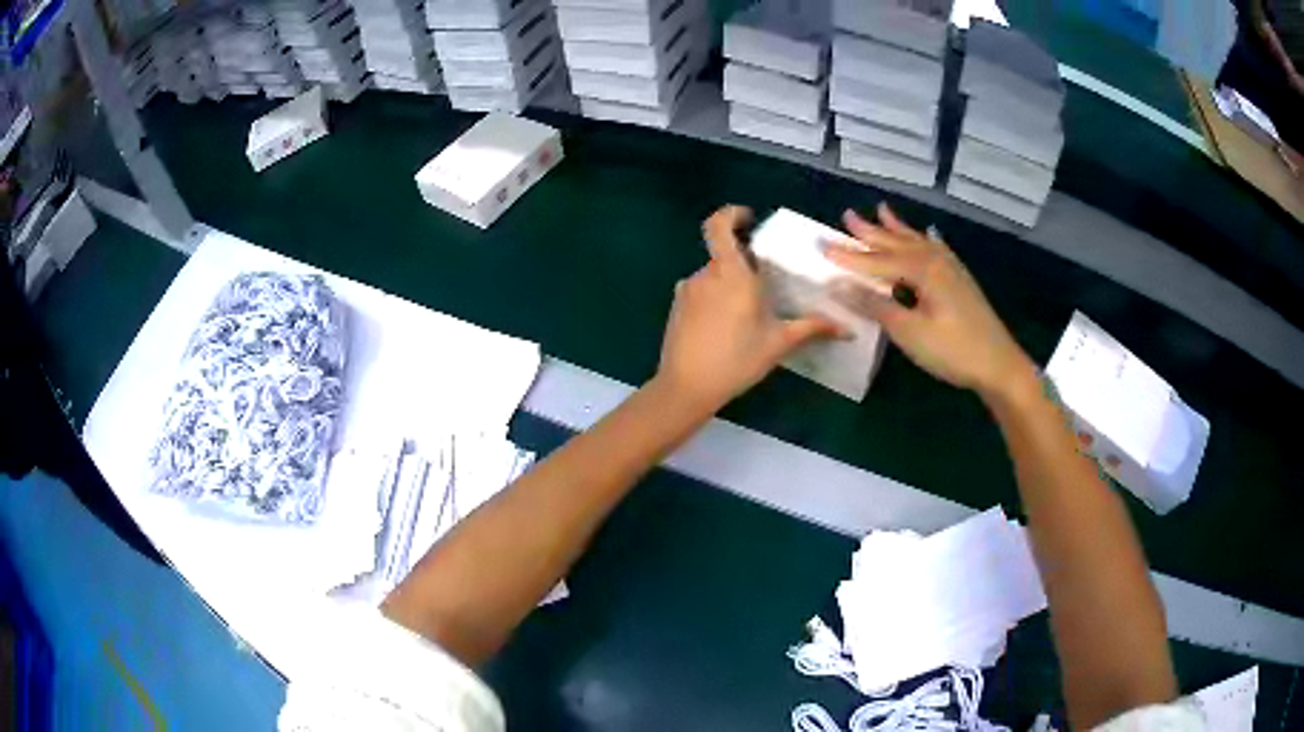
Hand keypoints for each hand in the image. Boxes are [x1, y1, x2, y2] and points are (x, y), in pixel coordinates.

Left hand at [655, 206, 842, 410]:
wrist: (686, 387)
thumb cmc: (737, 359)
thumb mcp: (779, 343)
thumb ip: (812, 329)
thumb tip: (847, 330)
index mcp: (730, 273)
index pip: (718, 225)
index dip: (731, 214)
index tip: (748, 219)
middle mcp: (705, 274)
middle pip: (723, 255)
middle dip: (744, 264)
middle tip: (765, 284)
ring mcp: (687, 290)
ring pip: (713, 276)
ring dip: (730, 285)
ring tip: (748, 313)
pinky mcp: (677, 308)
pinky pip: (700, 292)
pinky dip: (715, 299)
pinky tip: (727, 327)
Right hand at [824, 203, 1034, 399]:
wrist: (1000, 366)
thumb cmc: (953, 351)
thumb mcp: (909, 331)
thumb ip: (874, 305)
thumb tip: (837, 284)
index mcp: (922, 270)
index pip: (876, 260)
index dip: (848, 255)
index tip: (820, 245)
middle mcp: (936, 261)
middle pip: (897, 243)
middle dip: (871, 231)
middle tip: (847, 215)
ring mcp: (952, 270)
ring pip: (917, 242)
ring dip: (897, 229)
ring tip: (882, 211)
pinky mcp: (961, 282)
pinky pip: (937, 250)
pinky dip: (926, 241)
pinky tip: (929, 236)